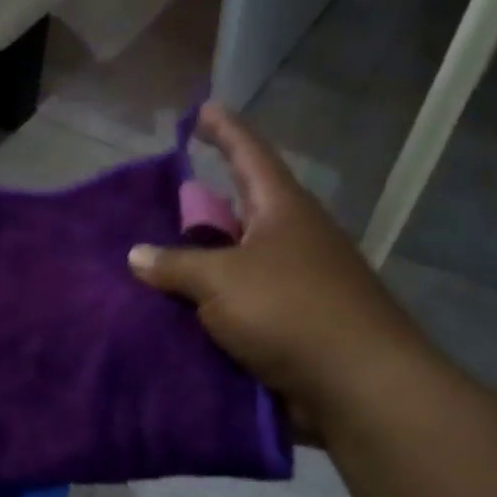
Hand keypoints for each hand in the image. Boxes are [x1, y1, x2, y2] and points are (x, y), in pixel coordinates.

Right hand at [128, 104, 436, 440]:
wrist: (358, 386)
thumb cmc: (290, 311)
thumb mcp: (221, 281)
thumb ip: (176, 265)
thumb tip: (137, 255)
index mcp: (282, 210)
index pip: (249, 155)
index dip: (224, 131)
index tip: (202, 110)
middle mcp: (293, 238)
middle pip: (242, 209)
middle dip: (206, 203)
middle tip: (163, 198)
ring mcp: (297, 282)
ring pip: (240, 259)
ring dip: (205, 259)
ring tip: (159, 258)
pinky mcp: (294, 323)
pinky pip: (242, 301)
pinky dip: (214, 302)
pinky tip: (180, 309)